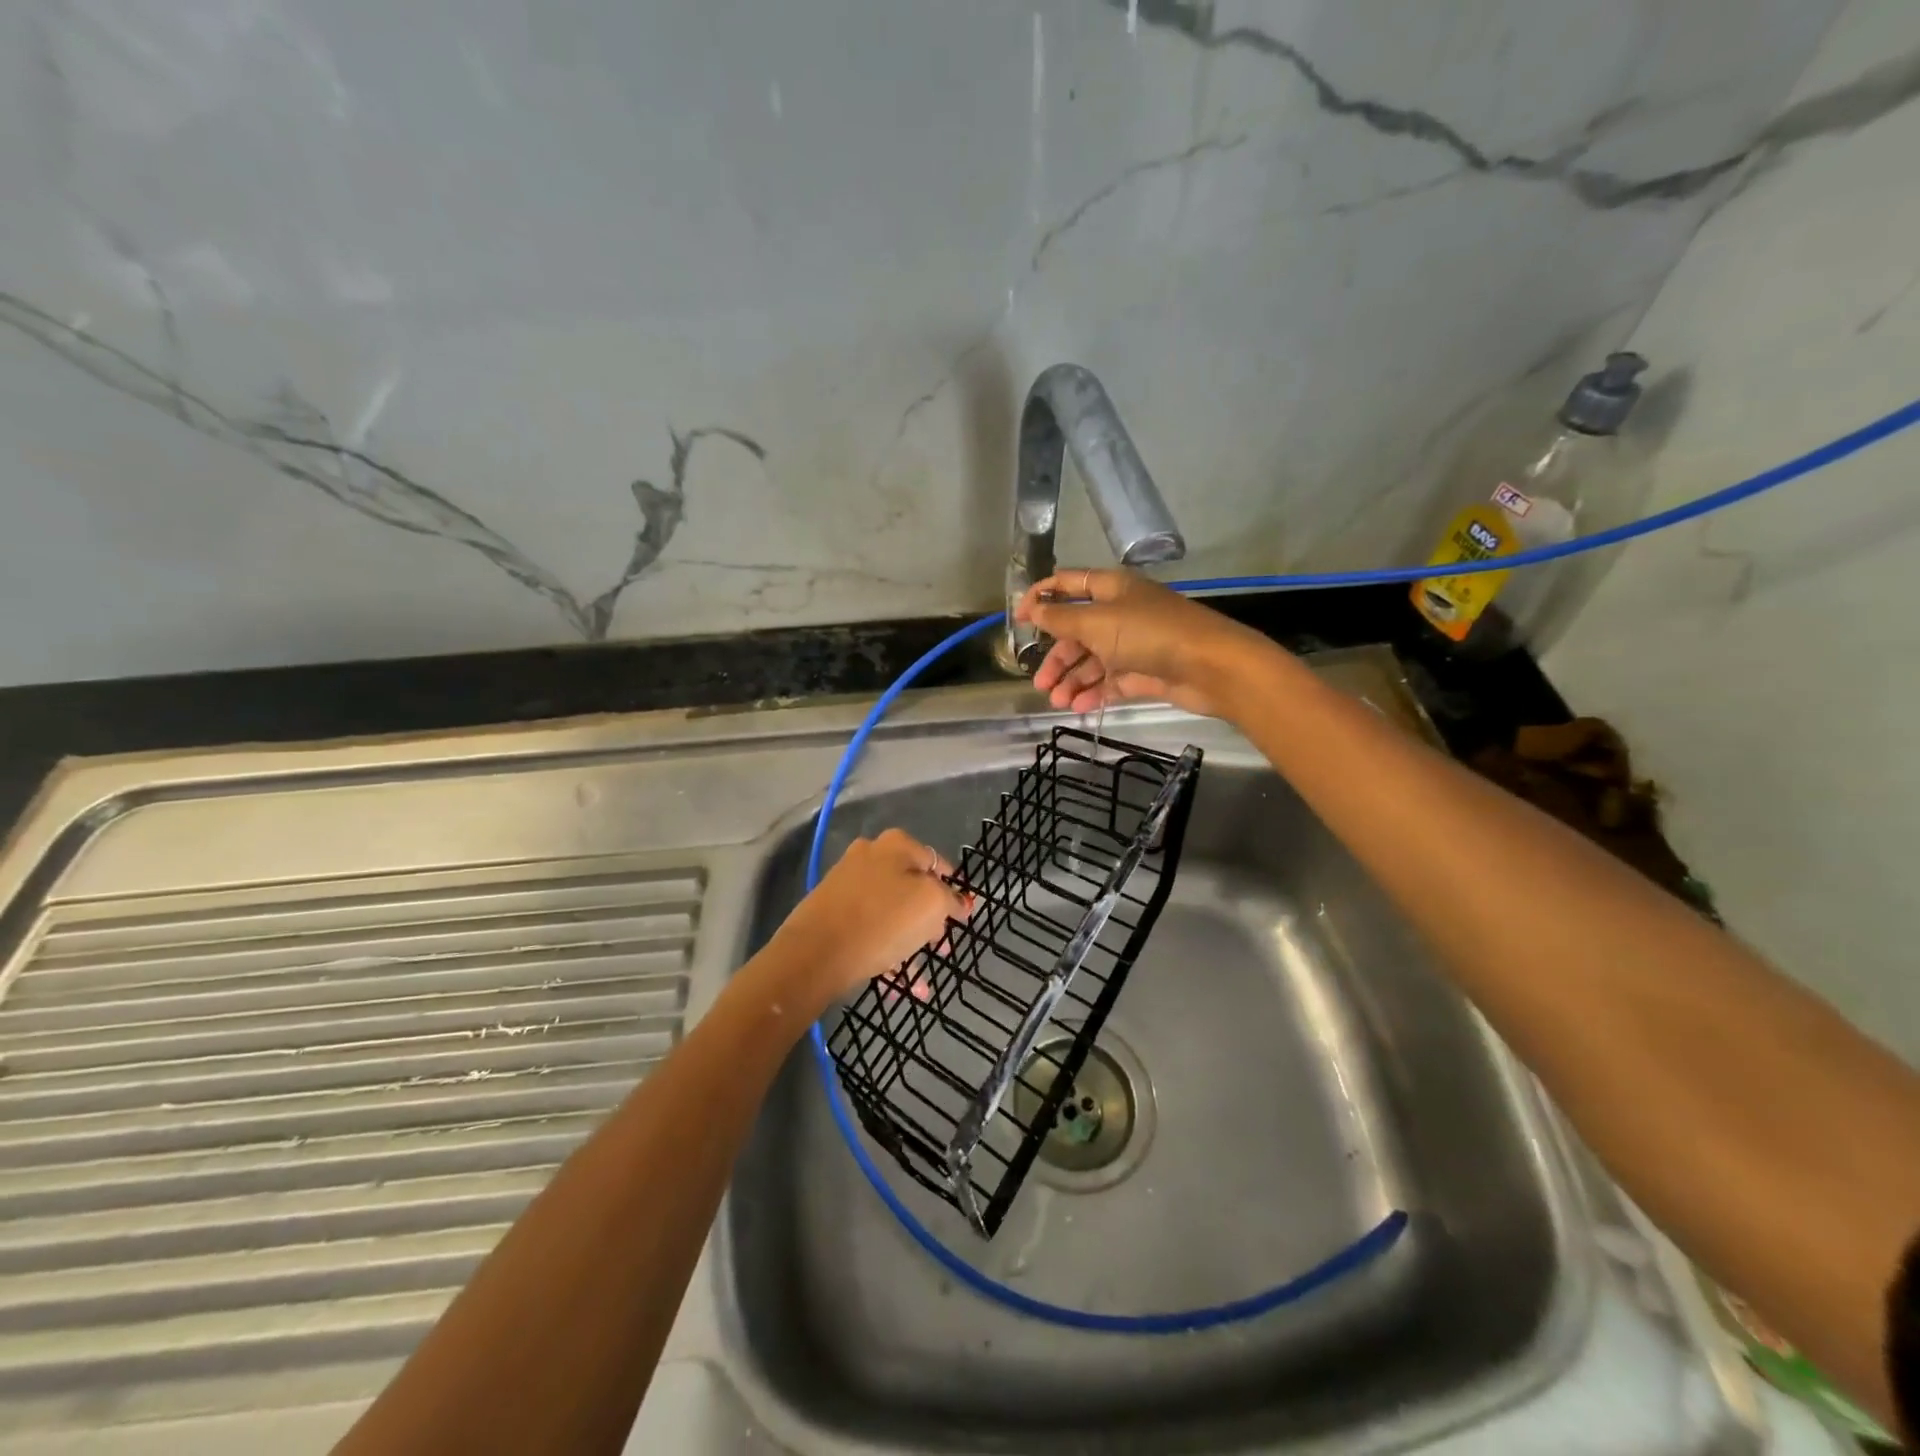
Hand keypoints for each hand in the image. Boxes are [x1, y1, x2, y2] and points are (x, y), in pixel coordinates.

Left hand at [768, 829, 972, 1004]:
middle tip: (941, 947)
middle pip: (911, 887)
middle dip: (930, 920)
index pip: (936, 863)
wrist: (815, 953)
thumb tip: (959, 901)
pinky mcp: (831, 912)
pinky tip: (900, 986)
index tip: (960, 918)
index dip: (952, 890)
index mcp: (896, 845)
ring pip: (891, 912)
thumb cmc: (882, 920)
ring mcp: (847, 883)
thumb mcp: (932, 904)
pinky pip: (870, 930)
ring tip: (922, 980)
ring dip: (910, 943)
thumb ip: (950, 900)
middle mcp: (870, 856)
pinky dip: (886, 953)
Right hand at [1015, 568, 1276, 718]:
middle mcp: (1120, 613)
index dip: (1041, 597)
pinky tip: (1079, 707)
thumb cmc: (1150, 634)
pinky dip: (1094, 692)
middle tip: (1040, 682)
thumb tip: (1033, 607)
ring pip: (1093, 660)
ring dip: (1073, 679)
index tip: (1018, 620)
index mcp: (1111, 589)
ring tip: (1058, 701)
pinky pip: (1111, 681)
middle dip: (1057, 656)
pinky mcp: (1144, 672)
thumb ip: (1061, 617)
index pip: (1068, 584)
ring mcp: (1133, 644)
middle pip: (1077, 631)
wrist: (1211, 666)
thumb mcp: (1098, 622)